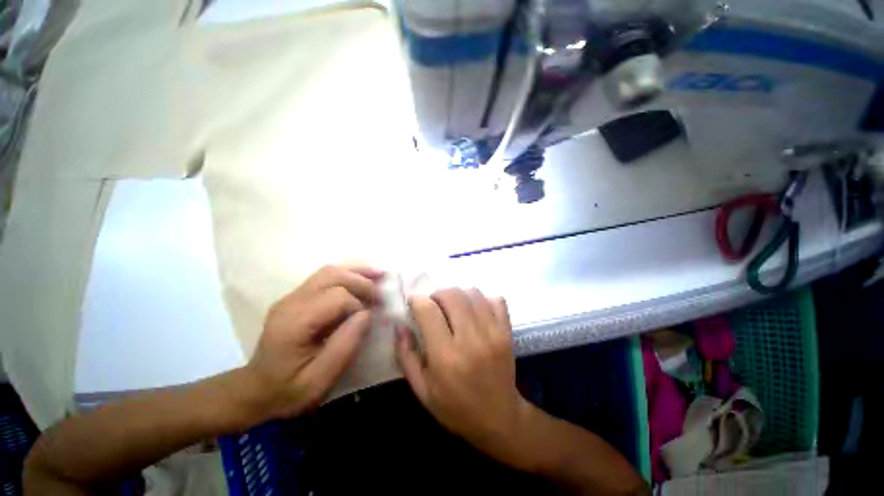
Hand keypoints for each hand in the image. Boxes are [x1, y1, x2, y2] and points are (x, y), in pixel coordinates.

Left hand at [243, 265, 382, 420]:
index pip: (336, 297)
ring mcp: (291, 296)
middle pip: (332, 275)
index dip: (359, 306)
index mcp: (293, 322)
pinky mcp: (296, 297)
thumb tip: (367, 314)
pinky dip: (348, 275)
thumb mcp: (320, 380)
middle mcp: (290, 302)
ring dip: (356, 272)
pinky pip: (325, 277)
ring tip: (379, 275)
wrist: (256, 391)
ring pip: (329, 271)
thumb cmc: (288, 391)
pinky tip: (362, 279)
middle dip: (361, 281)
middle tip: (381, 293)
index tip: (368, 321)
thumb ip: (345, 345)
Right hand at [395, 288, 529, 458]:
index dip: (417, 301)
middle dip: (437, 295)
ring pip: (472, 293)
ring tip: (454, 310)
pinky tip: (475, 313)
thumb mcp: (422, 390)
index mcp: (446, 356)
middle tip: (434, 307)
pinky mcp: (507, 331)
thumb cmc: (455, 407)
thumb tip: (400, 325)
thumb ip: (406, 355)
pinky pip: (496, 300)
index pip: (428, 310)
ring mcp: (493, 333)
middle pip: (452, 295)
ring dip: (458, 296)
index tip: (414, 304)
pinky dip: (482, 300)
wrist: (499, 418)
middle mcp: (471, 339)